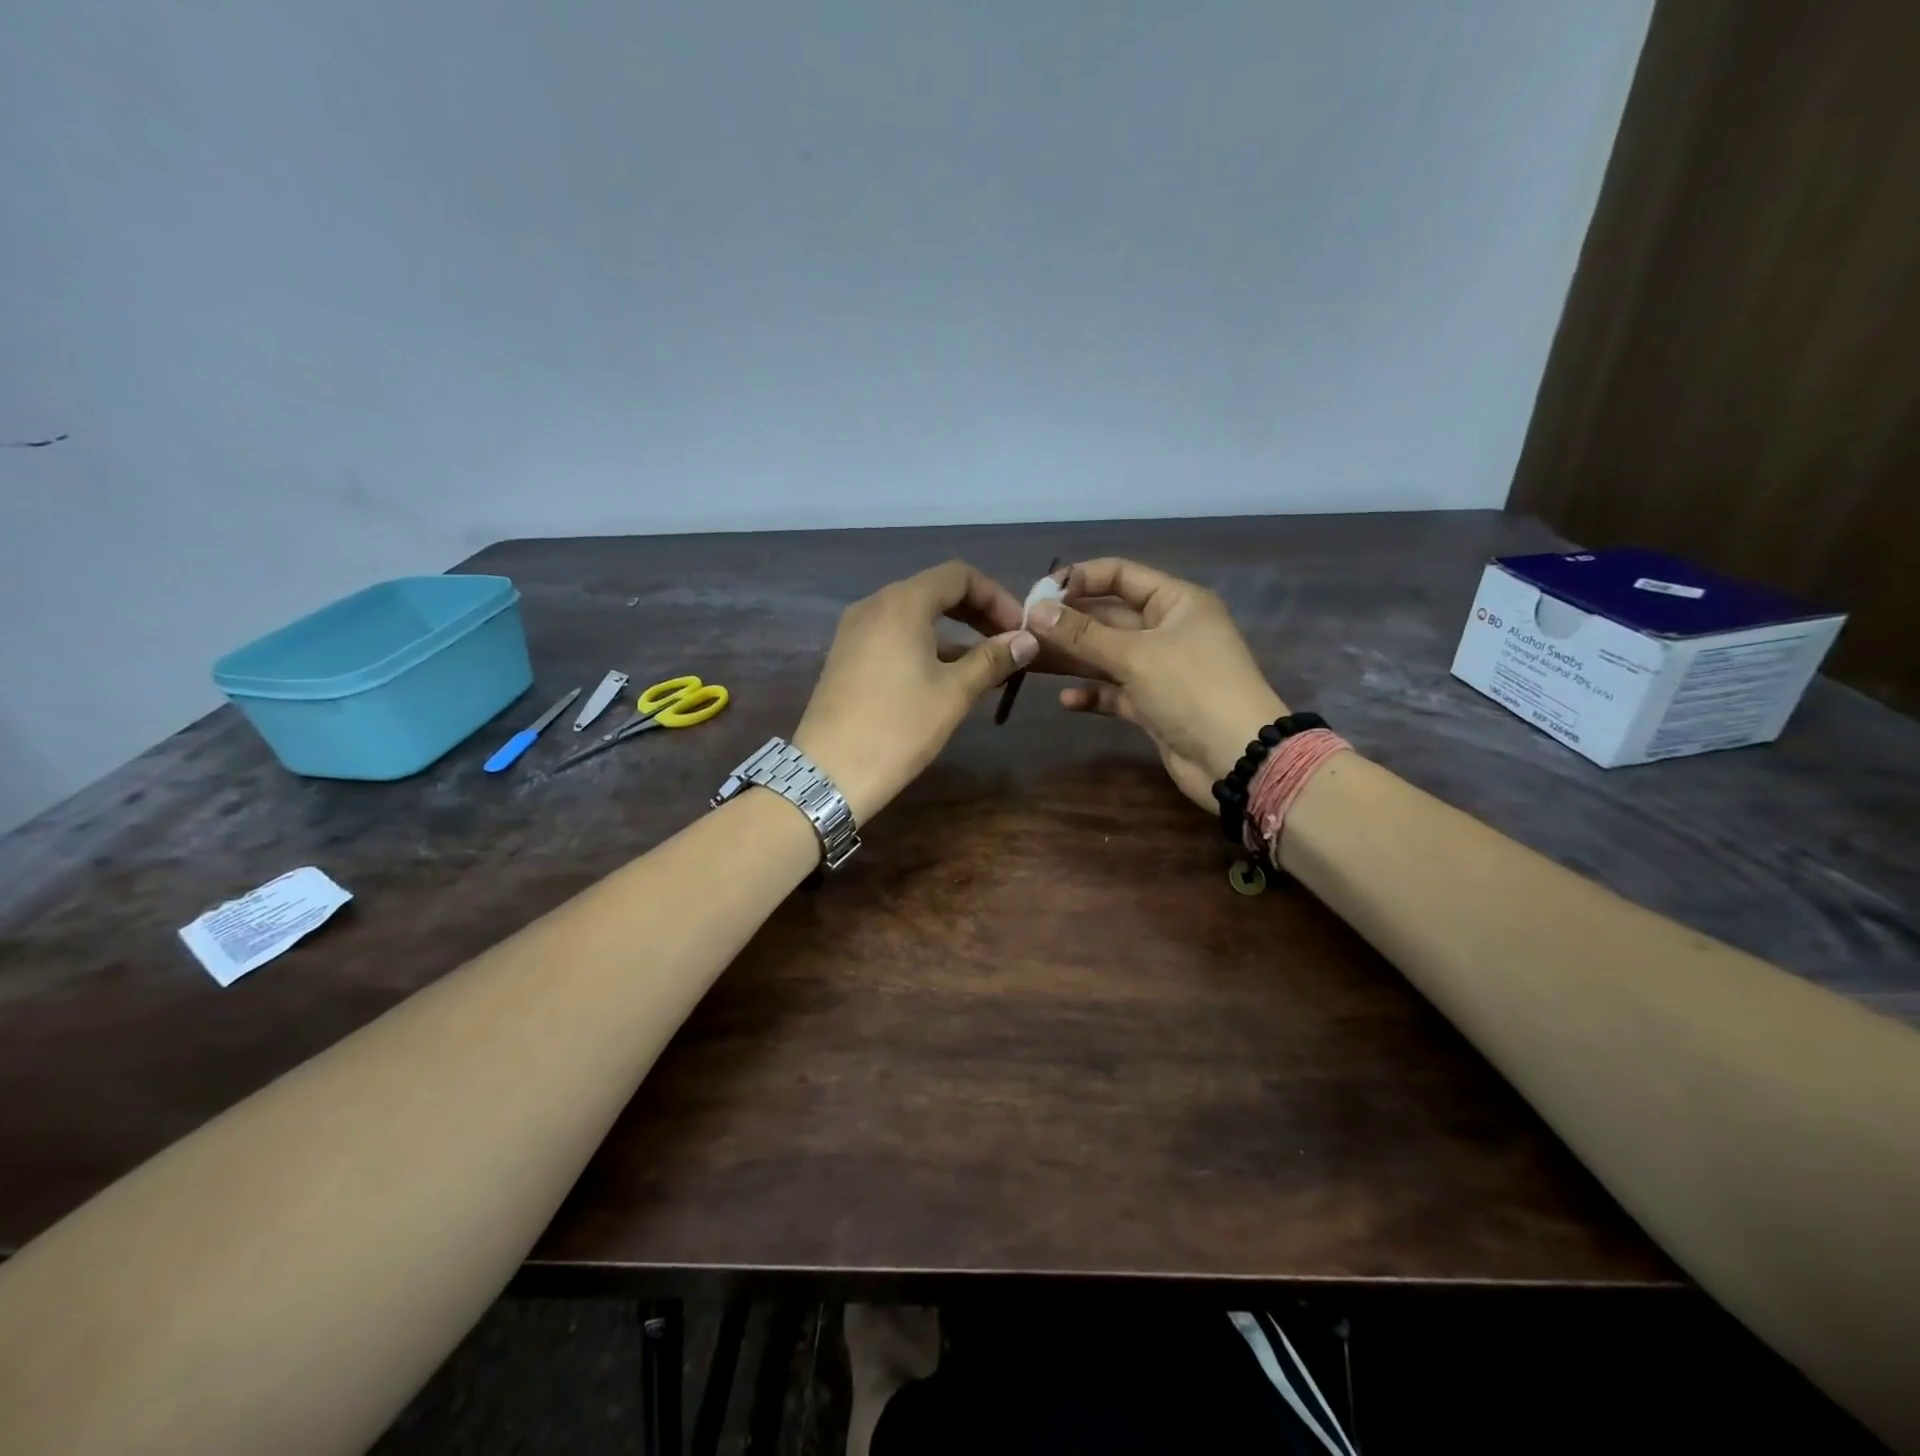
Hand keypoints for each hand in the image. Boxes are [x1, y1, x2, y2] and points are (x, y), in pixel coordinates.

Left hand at [792, 561, 1037, 822]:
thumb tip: (1028, 641)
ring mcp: (855, 630)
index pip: (958, 575)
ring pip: (914, 614)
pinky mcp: (847, 655)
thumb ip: (992, 659)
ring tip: (986, 663)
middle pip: (935, 590)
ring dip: (953, 630)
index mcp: (902, 603)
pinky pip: (894, 635)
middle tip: (1008, 642)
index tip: (1019, 629)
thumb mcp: (953, 693)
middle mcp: (874, 605)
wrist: (829, 773)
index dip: (996, 596)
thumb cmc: (898, 728)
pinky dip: (926, 644)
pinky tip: (947, 674)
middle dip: (976, 611)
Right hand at [1026, 558, 1287, 809]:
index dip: (1080, 579)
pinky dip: (1093, 694)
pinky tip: (1065, 702)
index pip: (1120, 575)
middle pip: (1109, 617)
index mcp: (1175, 602)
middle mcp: (1168, 630)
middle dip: (1068, 623)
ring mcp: (1161, 669)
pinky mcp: (1154, 705)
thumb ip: (1083, 634)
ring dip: (1072, 658)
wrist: (1237, 759)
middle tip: (1023, 632)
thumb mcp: (1135, 655)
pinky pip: (1116, 692)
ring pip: (1107, 656)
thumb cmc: (1192, 690)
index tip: (1038, 594)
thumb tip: (1036, 611)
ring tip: (1030, 662)